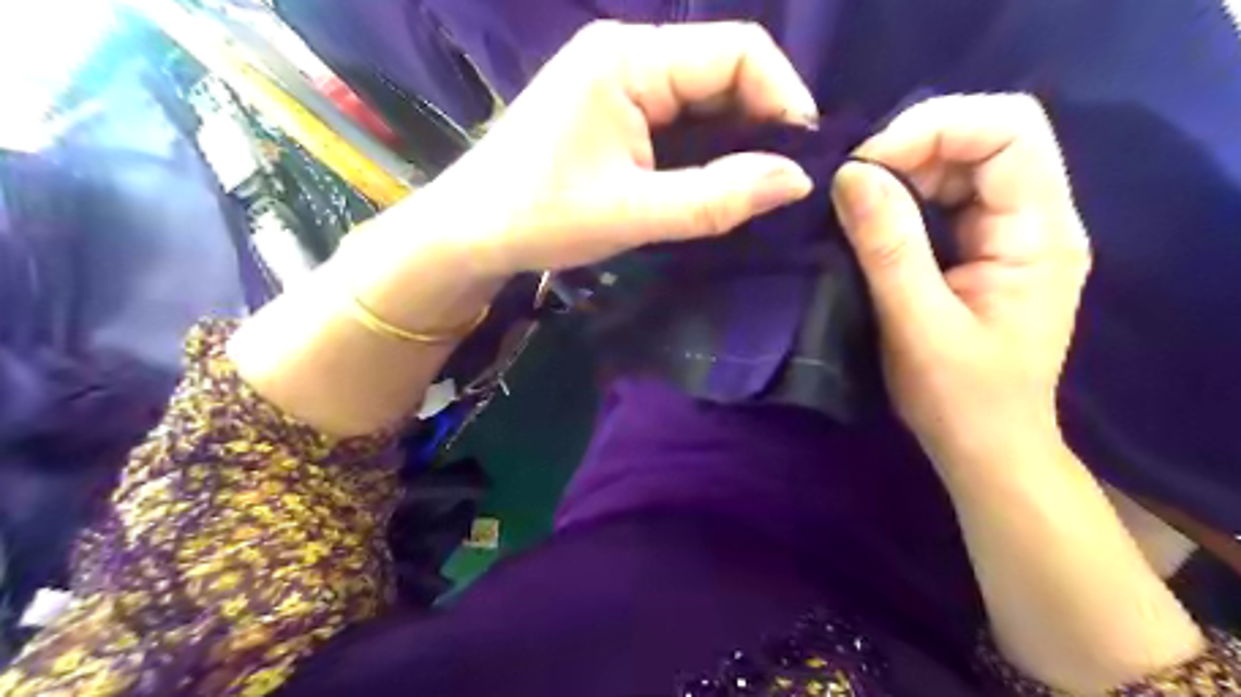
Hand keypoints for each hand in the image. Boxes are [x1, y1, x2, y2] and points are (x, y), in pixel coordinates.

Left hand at [419, 21, 821, 278]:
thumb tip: (796, 180)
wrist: (470, 231)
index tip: (801, 159)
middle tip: (780, 180)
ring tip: (753, 184)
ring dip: (735, 135)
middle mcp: (626, 51)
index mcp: (628, 58)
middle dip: (762, 119)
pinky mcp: (611, 106)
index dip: (783, 97)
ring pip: (703, 93)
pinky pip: (677, 113)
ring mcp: (616, 76)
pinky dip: (705, 143)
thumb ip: (717, 196)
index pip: (738, 49)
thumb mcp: (634, 213)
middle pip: (723, 67)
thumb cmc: (541, 217)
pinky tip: (714, 177)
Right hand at [826, 92, 1089, 464]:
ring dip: (904, 171)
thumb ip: (887, 246)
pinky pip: (947, 198)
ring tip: (854, 202)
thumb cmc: (959, 398)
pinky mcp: (984, 250)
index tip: (867, 165)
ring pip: (962, 164)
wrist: (985, 447)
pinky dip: (905, 197)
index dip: (935, 128)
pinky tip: (873, 219)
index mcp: (1040, 233)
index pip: (1008, 130)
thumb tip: (850, 174)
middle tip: (851, 182)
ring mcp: (1011, 234)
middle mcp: (1037, 220)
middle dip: (913, 147)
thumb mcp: (917, 324)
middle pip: (986, 137)